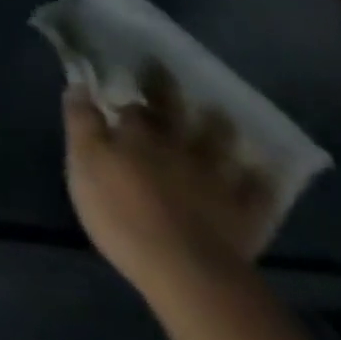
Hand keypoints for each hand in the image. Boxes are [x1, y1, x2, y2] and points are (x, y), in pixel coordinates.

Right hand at [62, 68, 273, 297]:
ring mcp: (215, 179)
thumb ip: (81, 123)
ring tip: (217, 114)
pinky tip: (261, 170)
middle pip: (175, 111)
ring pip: (220, 143)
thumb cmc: (120, 210)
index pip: (133, 105)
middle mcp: (178, 147)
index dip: (128, 91)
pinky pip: (257, 191)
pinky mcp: (243, 214)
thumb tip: (79, 86)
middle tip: (165, 71)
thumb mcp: (83, 162)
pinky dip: (259, 178)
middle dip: (169, 89)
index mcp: (138, 135)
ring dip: (218, 125)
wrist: (183, 269)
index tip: (125, 78)